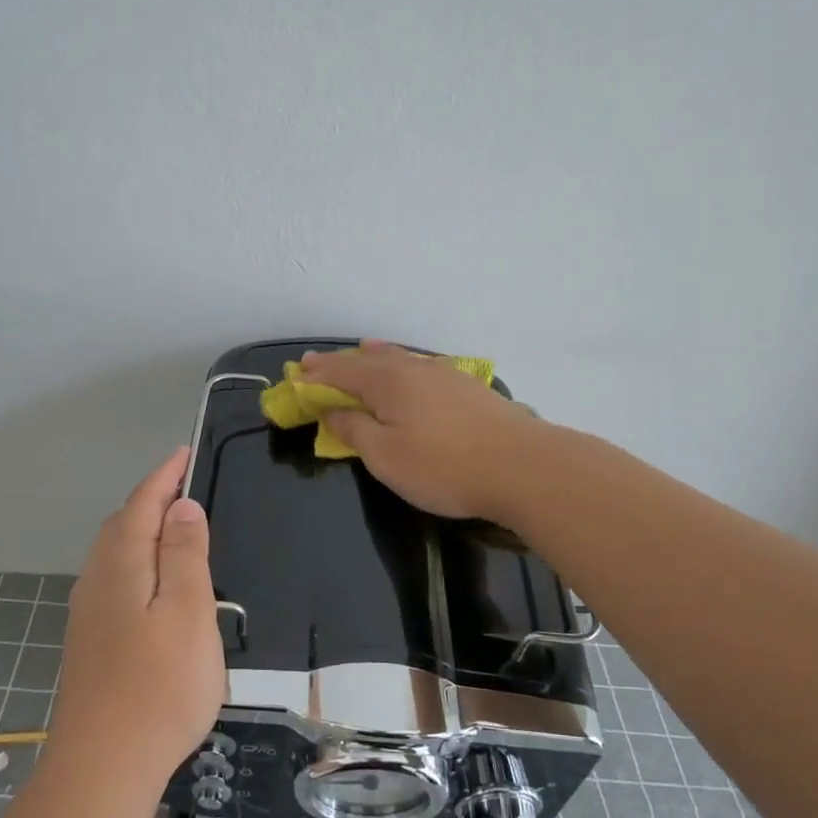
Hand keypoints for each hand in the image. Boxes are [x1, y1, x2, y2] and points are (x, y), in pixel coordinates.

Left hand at [51, 447, 225, 787]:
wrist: (104, 766)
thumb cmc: (160, 685)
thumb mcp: (188, 612)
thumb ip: (185, 555)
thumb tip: (181, 507)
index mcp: (121, 565)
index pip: (142, 504)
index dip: (164, 477)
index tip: (184, 454)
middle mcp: (96, 581)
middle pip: (121, 525)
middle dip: (150, 500)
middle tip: (184, 488)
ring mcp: (88, 614)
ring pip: (114, 554)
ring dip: (141, 531)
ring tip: (173, 528)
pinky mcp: (90, 642)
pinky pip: (114, 580)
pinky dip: (136, 562)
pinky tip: (152, 584)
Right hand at [297, 341, 543, 521]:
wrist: (522, 467)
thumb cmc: (443, 466)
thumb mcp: (385, 456)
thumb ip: (354, 429)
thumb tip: (331, 409)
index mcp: (387, 382)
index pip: (341, 372)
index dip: (316, 375)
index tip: (295, 375)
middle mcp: (414, 369)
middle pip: (369, 360)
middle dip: (341, 363)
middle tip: (318, 365)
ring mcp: (446, 375)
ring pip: (401, 359)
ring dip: (375, 357)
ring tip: (363, 350)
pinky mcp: (469, 388)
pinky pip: (423, 367)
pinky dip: (404, 365)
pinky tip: (412, 369)